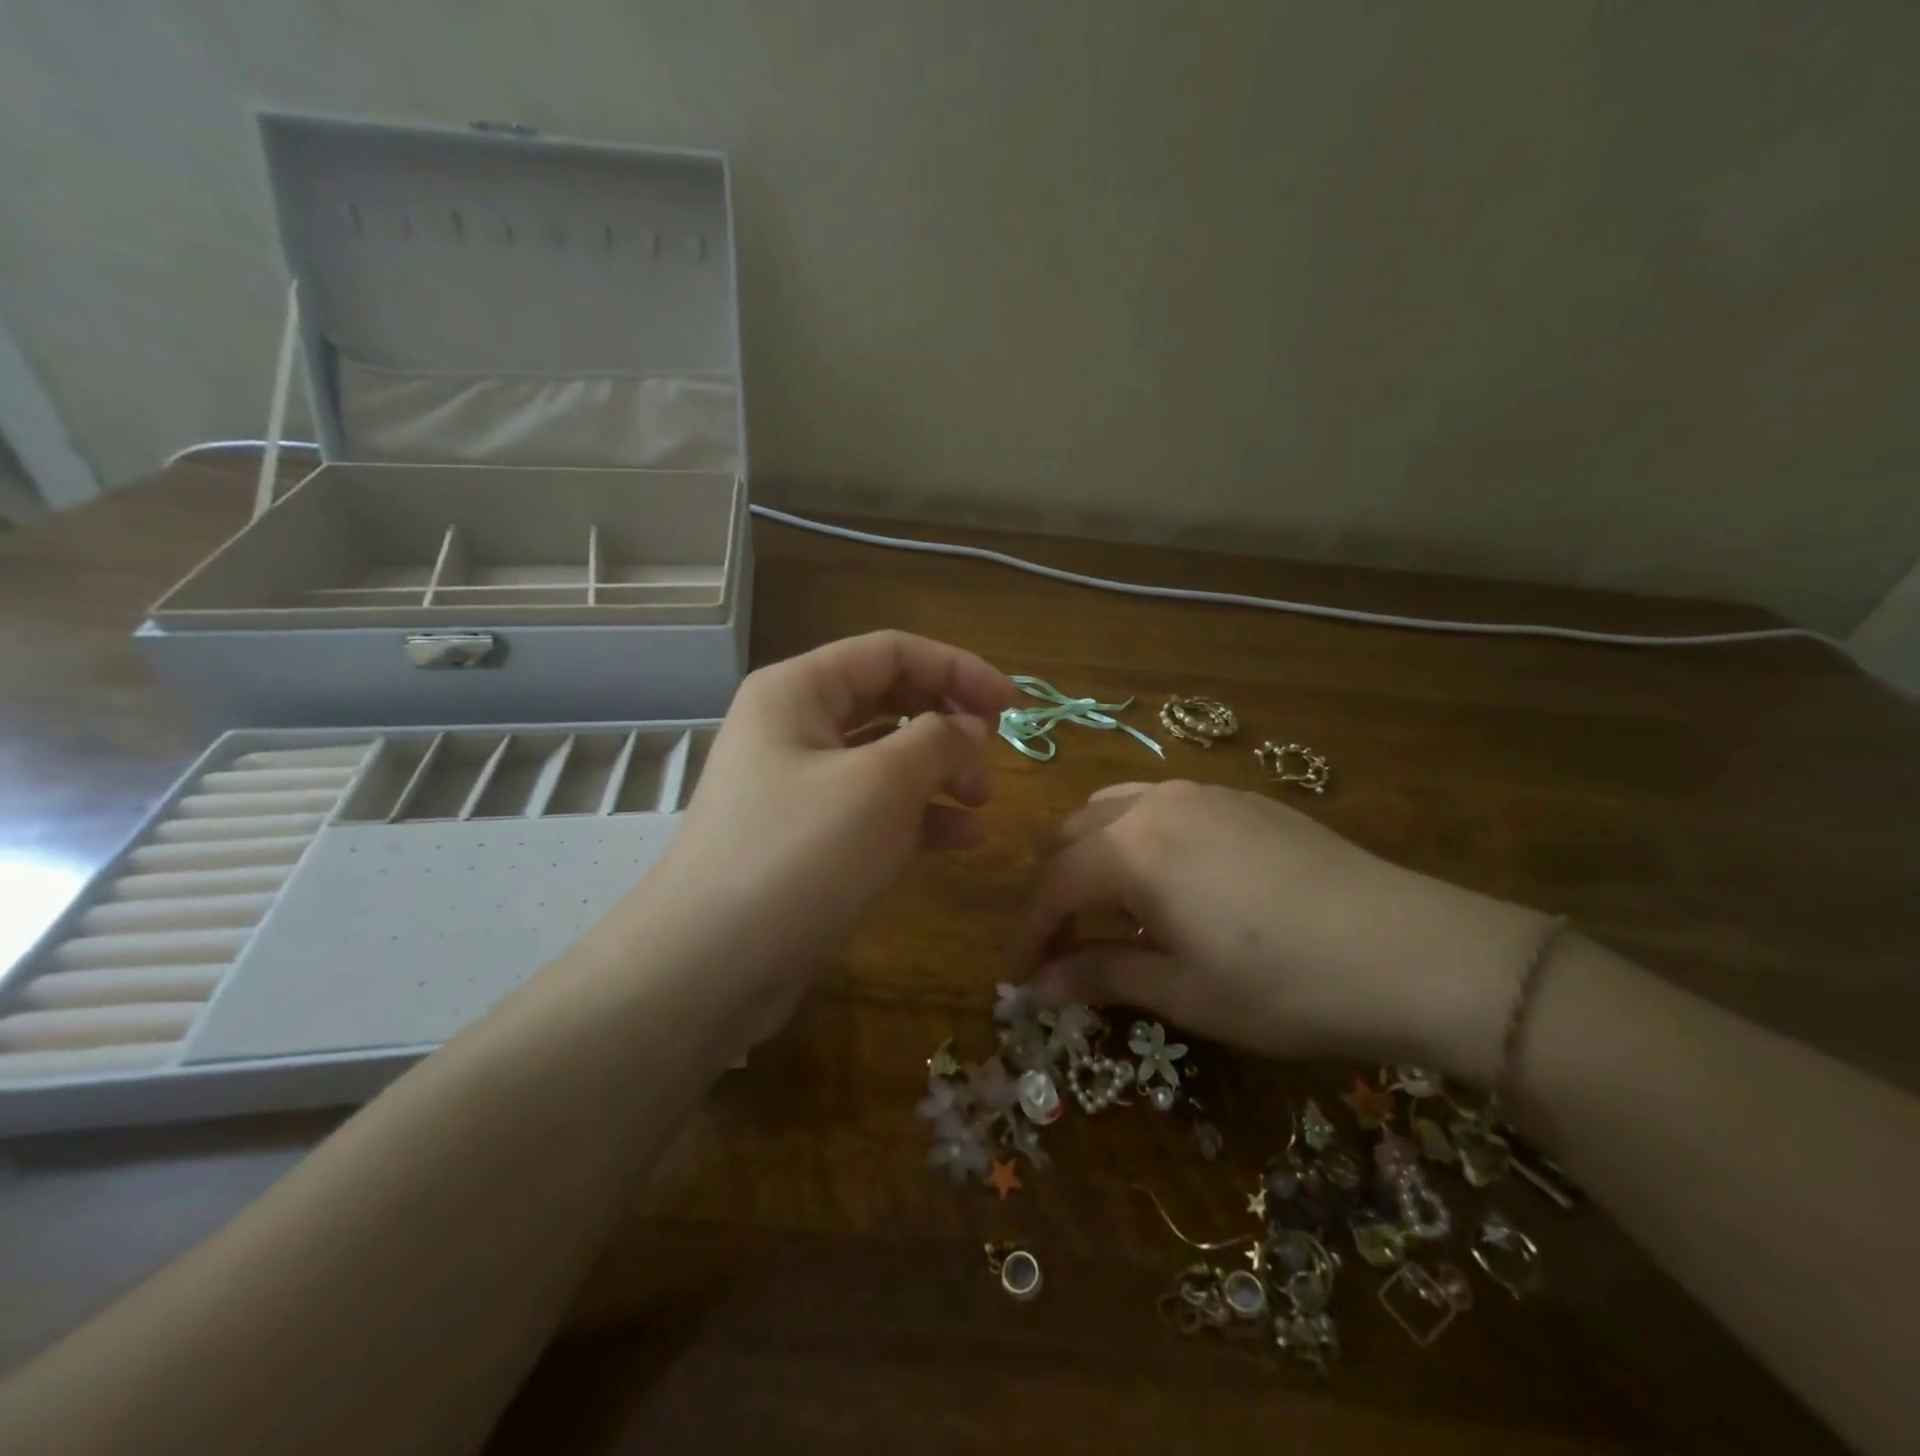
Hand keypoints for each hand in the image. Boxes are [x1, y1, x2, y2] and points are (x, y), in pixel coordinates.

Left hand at [634, 632, 1015, 1022]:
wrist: (709, 966)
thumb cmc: (798, 855)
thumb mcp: (881, 786)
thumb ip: (938, 740)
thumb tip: (972, 726)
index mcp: (799, 690)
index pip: (892, 652)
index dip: (959, 669)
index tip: (1013, 706)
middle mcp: (794, 725)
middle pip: (890, 699)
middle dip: (948, 721)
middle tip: (996, 752)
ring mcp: (799, 783)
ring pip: (885, 756)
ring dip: (939, 770)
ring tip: (983, 801)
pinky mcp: (808, 835)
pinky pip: (873, 806)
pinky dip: (918, 815)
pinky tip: (961, 839)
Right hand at [1011, 780, 1550, 1079]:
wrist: (1412, 949)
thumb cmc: (1284, 983)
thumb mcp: (1185, 992)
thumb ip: (1103, 975)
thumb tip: (1042, 985)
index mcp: (1131, 847)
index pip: (1053, 885)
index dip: (1028, 932)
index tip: (1017, 975)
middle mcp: (1155, 803)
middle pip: (1073, 836)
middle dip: (1052, 888)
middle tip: (1054, 943)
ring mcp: (1201, 792)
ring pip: (1113, 810)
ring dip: (1090, 856)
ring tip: (1100, 908)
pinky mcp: (1240, 799)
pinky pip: (1159, 807)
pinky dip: (1134, 840)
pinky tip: (1161, 882)